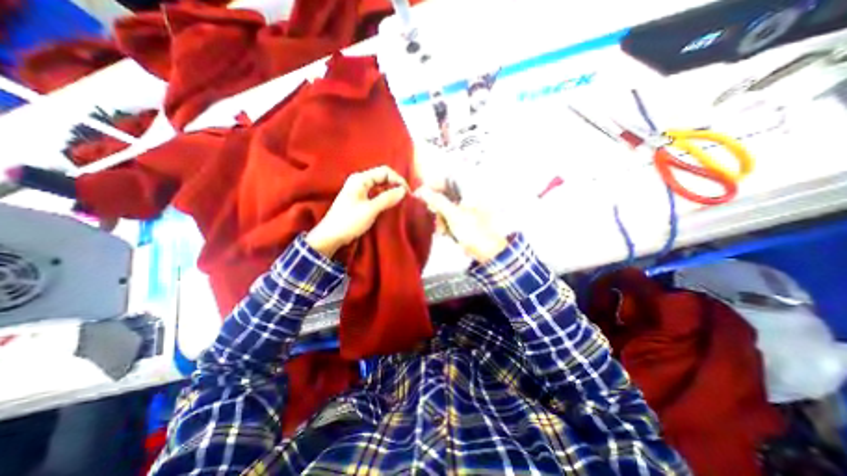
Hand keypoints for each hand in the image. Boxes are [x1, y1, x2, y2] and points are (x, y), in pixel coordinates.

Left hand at [306, 165, 407, 258]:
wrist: (331, 235)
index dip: (398, 180)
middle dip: (395, 184)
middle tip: (405, 197)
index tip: (407, 193)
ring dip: (391, 191)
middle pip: (382, 176)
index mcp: (360, 179)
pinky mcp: (359, 199)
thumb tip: (403, 191)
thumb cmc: (349, 221)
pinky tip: (390, 204)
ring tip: (400, 201)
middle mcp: (359, 181)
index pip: (385, 171)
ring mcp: (359, 190)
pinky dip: (384, 197)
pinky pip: (376, 193)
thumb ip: (387, 198)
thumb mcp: (370, 210)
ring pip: (380, 185)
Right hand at [414, 186, 505, 263]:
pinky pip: (449, 218)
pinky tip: (445, 233)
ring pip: (445, 208)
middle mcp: (468, 197)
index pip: (448, 180)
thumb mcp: (454, 216)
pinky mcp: (464, 220)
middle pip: (445, 195)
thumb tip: (422, 190)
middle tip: (432, 214)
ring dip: (440, 219)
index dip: (433, 185)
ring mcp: (466, 209)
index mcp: (469, 192)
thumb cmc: (474, 232)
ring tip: (442, 231)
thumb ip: (438, 201)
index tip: (420, 193)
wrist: (488, 252)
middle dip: (437, 207)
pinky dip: (445, 225)